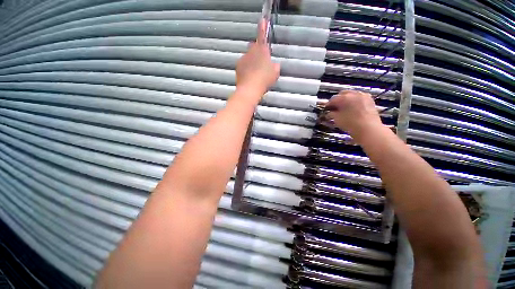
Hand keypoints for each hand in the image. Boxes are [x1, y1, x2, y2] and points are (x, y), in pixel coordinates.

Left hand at [236, 20, 279, 96]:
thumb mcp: (275, 73)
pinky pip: (243, 64)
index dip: (262, 28)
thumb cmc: (264, 79)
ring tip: (255, 74)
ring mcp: (243, 58)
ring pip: (248, 57)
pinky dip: (246, 68)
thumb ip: (275, 66)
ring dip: (251, 62)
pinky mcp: (238, 66)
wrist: (250, 89)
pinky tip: (249, 77)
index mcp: (262, 50)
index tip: (262, 20)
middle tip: (261, 62)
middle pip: (253, 47)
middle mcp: (251, 52)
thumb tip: (274, 64)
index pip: (262, 36)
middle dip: (257, 51)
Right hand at [326, 90, 383, 143]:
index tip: (327, 109)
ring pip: (351, 95)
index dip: (328, 105)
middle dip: (337, 100)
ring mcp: (363, 96)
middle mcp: (354, 94)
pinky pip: (359, 98)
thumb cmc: (350, 124)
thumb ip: (331, 114)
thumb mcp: (336, 119)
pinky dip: (354, 101)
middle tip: (334, 107)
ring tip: (344, 108)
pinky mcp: (370, 100)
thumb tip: (329, 113)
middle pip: (342, 94)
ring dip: (346, 99)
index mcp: (344, 97)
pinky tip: (353, 108)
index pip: (332, 99)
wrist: (368, 129)